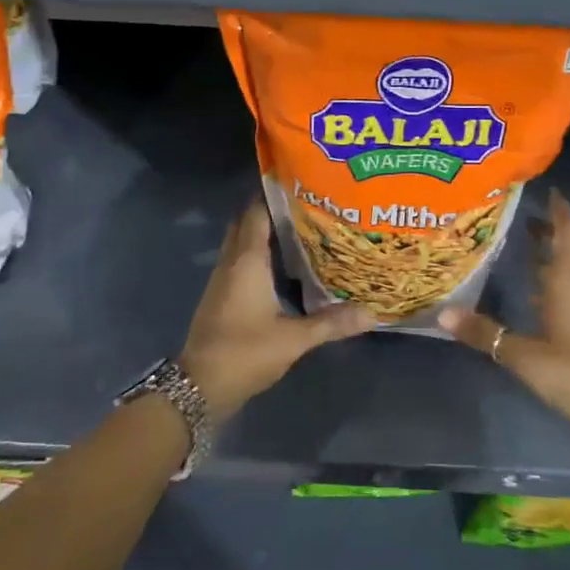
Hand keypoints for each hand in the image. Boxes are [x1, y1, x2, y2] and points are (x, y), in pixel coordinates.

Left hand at [179, 199, 374, 420]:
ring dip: (263, 232)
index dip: (274, 194)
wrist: (198, 387)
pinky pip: (239, 260)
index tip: (301, 182)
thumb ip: (330, 324)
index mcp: (247, 261)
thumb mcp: (292, 340)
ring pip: (241, 242)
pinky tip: (282, 264)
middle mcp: (231, 262)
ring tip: (300, 228)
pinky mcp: (221, 295)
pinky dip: (258, 253)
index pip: (256, 212)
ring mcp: (222, 279)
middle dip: (271, 210)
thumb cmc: (244, 353)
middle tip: (305, 204)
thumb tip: (371, 313)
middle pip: (247, 223)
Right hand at [442, 190, 569, 445]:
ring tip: (517, 239)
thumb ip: (485, 334)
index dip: (559, 209)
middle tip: (515, 210)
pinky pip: (566, 288)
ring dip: (546, 251)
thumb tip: (442, 313)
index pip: (567, 233)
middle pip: (565, 247)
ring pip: (566, 268)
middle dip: (545, 227)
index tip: (545, 187)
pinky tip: (529, 286)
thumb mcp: (525, 356)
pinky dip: (548, 277)